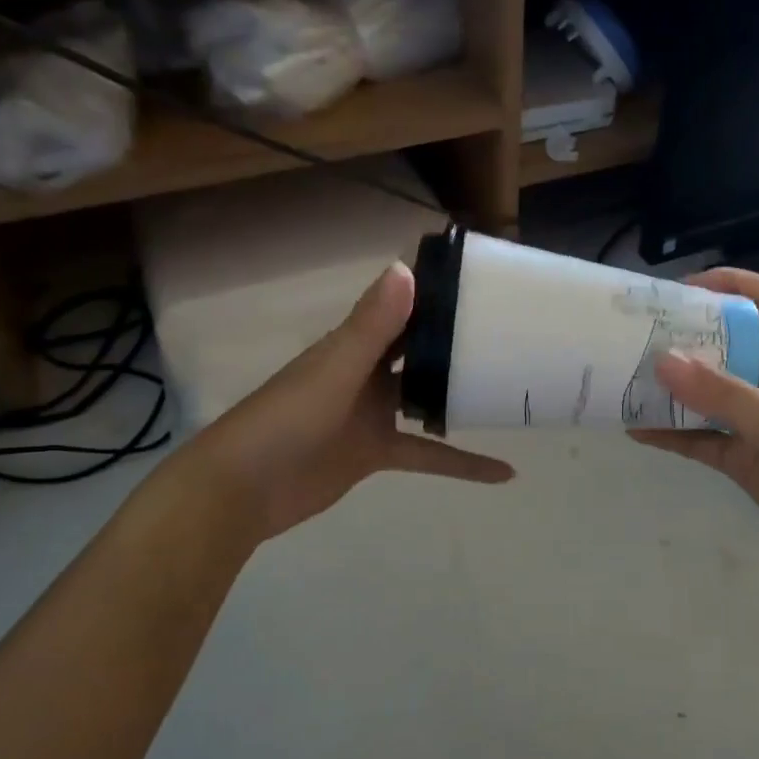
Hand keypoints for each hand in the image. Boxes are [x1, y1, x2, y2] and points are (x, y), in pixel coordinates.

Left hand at [190, 263, 512, 544]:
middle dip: (459, 342)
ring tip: (514, 388)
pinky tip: (503, 471)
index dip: (438, 294)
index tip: (486, 282)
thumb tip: (406, 269)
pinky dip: (462, 464)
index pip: (402, 309)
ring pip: (427, 398)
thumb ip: (372, 326)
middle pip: (420, 351)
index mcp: (355, 344)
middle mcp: (367, 372)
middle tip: (515, 334)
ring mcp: (373, 414)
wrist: (243, 490)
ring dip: (462, 395)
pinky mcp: (377, 452)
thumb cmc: (285, 419)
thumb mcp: (335, 369)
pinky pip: (428, 453)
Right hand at [631, 269, 758, 585]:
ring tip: (625, 378)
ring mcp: (757, 425)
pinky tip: (636, 430)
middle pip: (726, 346)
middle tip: (636, 333)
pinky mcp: (745, 461)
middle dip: (685, 336)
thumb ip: (725, 395)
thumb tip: (663, 360)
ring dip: (671, 388)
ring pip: (707, 396)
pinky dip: (671, 435)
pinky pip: (700, 440)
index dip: (731, 284)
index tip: (683, 289)